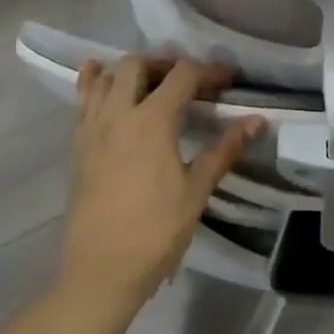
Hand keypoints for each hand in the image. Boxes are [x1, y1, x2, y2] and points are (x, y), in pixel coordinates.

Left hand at [61, 54, 262, 312]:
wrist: (101, 271)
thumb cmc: (156, 232)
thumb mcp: (197, 191)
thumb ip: (224, 149)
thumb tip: (256, 121)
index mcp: (152, 121)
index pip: (183, 75)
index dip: (209, 70)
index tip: (229, 79)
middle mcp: (118, 114)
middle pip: (138, 64)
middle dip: (167, 62)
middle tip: (189, 80)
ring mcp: (92, 128)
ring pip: (105, 77)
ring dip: (130, 70)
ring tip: (151, 81)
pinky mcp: (78, 146)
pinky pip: (83, 102)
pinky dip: (94, 83)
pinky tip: (100, 79)